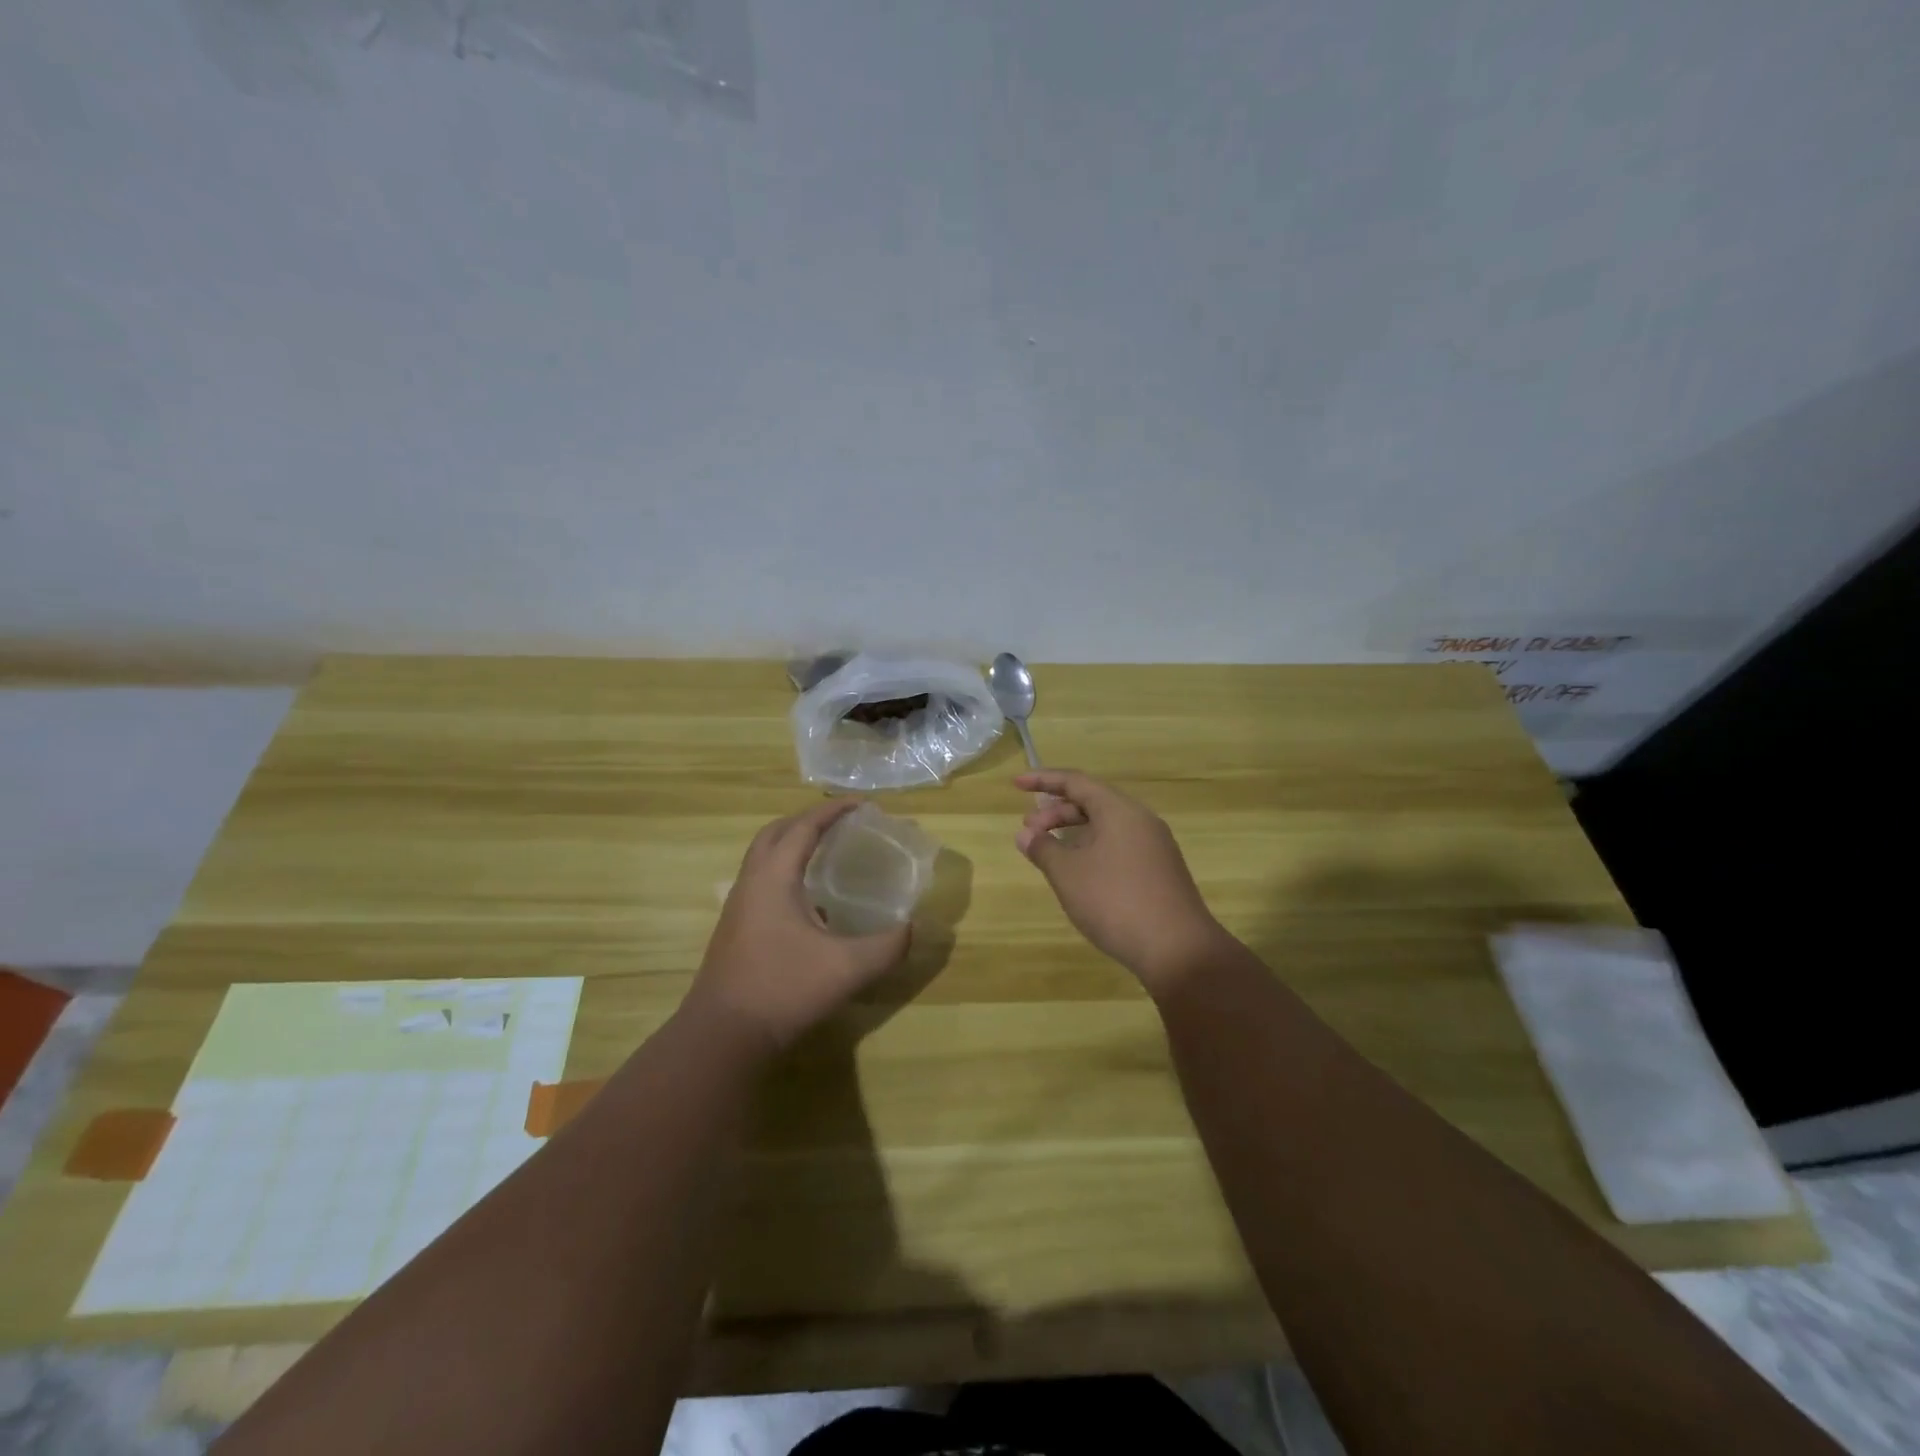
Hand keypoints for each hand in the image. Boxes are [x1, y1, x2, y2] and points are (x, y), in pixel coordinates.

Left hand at [689, 800, 911, 1051]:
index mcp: (774, 878)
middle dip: (808, 820)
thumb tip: (912, 928)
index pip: (804, 827)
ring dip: (792, 845)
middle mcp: (751, 883)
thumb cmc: (783, 990)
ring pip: (763, 859)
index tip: (862, 804)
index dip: (833, 811)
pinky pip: (761, 882)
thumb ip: (886, 946)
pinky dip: (785, 873)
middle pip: (775, 833)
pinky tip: (811, 902)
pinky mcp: (736, 930)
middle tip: (841, 823)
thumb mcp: (847, 968)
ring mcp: (738, 908)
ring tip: (826, 854)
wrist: (722, 1037)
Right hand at [1015, 769, 1227, 992]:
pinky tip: (1079, 872)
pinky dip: (1092, 848)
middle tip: (1029, 831)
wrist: (1178, 950)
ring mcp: (1154, 846)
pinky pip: (1119, 845)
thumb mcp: (1068, 874)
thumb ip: (1043, 849)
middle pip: (1092, 802)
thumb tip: (1025, 834)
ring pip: (1106, 826)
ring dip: (1074, 832)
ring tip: (1049, 851)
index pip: (1076, 782)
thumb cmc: (1115, 902)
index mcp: (1119, 811)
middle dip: (1056, 811)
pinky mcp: (1159, 871)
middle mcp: (1141, 820)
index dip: (1043, 780)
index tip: (1016, 784)